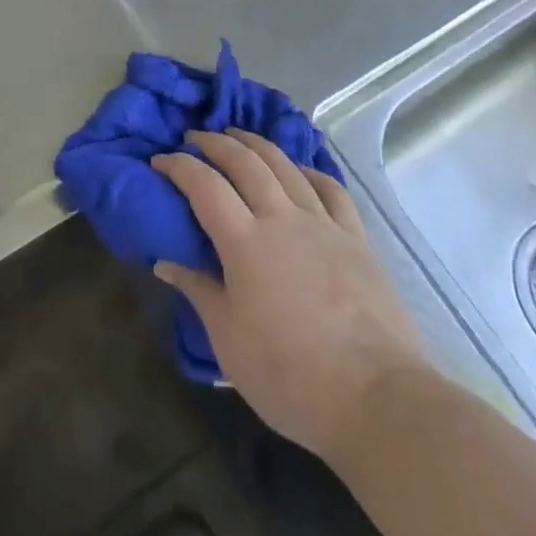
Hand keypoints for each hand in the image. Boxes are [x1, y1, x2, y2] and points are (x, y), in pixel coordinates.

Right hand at [153, 130, 430, 463]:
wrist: (375, 397)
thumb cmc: (290, 375)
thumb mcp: (228, 341)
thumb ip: (198, 291)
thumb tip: (165, 262)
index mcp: (245, 241)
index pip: (204, 185)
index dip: (178, 166)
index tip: (159, 160)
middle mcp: (282, 218)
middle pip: (245, 161)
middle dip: (215, 142)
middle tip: (194, 137)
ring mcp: (323, 223)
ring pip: (285, 165)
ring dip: (257, 144)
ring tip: (238, 137)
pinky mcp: (356, 238)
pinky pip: (331, 189)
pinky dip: (309, 171)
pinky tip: (301, 170)